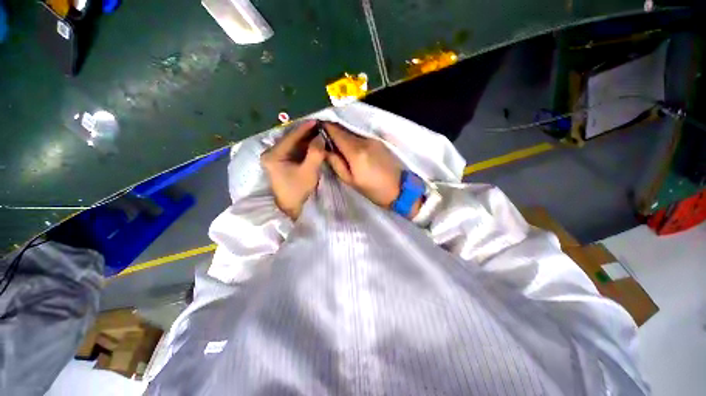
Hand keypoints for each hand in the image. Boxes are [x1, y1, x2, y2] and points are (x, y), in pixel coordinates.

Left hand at [261, 120, 324, 219]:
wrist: (290, 208)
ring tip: (319, 134)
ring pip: (292, 145)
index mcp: (273, 155)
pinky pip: (293, 151)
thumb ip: (315, 153)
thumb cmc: (297, 190)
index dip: (305, 128)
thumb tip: (320, 137)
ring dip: (306, 140)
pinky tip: (313, 145)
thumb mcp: (309, 171)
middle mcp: (271, 153)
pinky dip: (303, 148)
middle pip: (290, 139)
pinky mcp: (280, 163)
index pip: (290, 137)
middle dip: (306, 134)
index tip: (317, 121)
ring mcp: (275, 158)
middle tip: (320, 128)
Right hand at [324, 123, 418, 214]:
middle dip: (331, 131)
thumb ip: (336, 163)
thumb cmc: (374, 190)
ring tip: (334, 143)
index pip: (336, 131)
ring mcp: (373, 139)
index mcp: (356, 151)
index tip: (314, 129)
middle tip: (322, 138)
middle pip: (343, 129)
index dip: (324, 127)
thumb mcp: (351, 181)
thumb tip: (324, 149)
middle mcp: (364, 140)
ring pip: (352, 132)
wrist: (400, 189)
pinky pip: (360, 136)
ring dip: (341, 134)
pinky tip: (348, 147)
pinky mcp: (379, 142)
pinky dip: (351, 138)